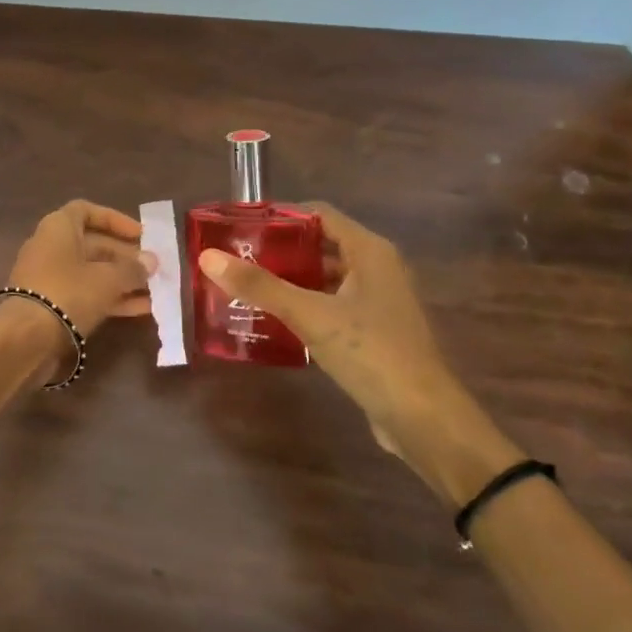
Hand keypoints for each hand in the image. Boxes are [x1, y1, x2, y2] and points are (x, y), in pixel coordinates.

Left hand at [0, 200, 154, 370]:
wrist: (25, 338)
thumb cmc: (68, 293)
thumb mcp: (107, 279)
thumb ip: (132, 269)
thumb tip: (151, 261)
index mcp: (59, 228)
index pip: (87, 211)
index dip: (115, 220)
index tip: (140, 234)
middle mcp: (51, 247)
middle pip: (93, 245)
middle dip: (125, 256)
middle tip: (153, 268)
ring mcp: (49, 278)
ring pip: (92, 273)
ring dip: (122, 280)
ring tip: (155, 290)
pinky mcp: (51, 305)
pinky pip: (86, 295)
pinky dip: (111, 299)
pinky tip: (142, 309)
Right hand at [197, 203, 516, 497]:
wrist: (423, 418)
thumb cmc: (371, 353)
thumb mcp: (310, 315)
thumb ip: (260, 286)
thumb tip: (207, 257)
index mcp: (370, 251)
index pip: (319, 214)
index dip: (279, 216)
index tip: (240, 227)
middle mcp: (377, 268)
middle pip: (320, 245)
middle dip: (278, 251)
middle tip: (235, 259)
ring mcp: (377, 301)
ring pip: (325, 278)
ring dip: (289, 281)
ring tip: (245, 287)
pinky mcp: (373, 331)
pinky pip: (331, 306)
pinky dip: (303, 306)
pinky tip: (272, 320)